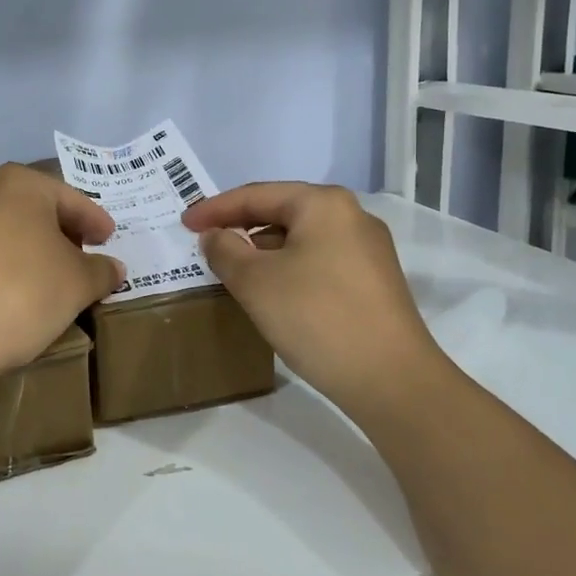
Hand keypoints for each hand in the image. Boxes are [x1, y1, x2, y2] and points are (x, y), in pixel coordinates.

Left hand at [0, 163, 122, 385]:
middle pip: (33, 211)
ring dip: (32, 254)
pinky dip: (5, 271)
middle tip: (84, 258)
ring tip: (53, 282)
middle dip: (61, 234)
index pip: (69, 198)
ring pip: (6, 234)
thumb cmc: (21, 291)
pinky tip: (17, 298)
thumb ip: (100, 271)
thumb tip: (113, 268)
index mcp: (19, 184)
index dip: (94, 220)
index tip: (109, 239)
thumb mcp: (77, 283)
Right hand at [182, 183, 443, 411]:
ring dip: (264, 250)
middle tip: (206, 243)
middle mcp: (351, 216)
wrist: (392, 380)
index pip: (257, 195)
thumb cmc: (316, 317)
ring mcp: (368, 250)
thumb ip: (226, 250)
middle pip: (282, 212)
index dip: (215, 208)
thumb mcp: (255, 282)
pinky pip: (319, 260)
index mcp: (323, 204)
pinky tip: (272, 291)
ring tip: (233, 269)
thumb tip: (216, 236)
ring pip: (301, 238)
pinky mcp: (374, 281)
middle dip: (241, 226)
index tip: (184, 223)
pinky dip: (288, 268)